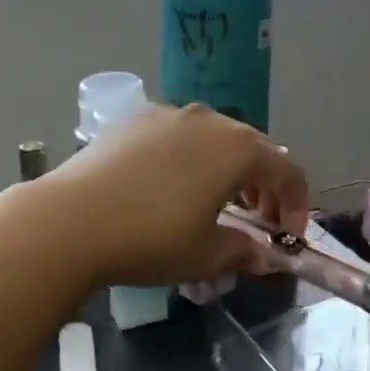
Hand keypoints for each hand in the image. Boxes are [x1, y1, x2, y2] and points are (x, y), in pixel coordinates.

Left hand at [40, 105, 308, 286]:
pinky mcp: (135, 120)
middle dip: (264, 185)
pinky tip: (174, 186)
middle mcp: (209, 120)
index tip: (290, 235)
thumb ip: (243, 251)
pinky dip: (192, 159)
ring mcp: (169, 115)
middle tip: (259, 220)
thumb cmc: (152, 238)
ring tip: (218, 202)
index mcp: (238, 148)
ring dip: (228, 169)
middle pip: (253, 149)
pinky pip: (179, 136)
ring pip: (215, 139)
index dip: (297, 204)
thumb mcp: (206, 255)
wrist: (72, 219)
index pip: (287, 170)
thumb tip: (262, 256)